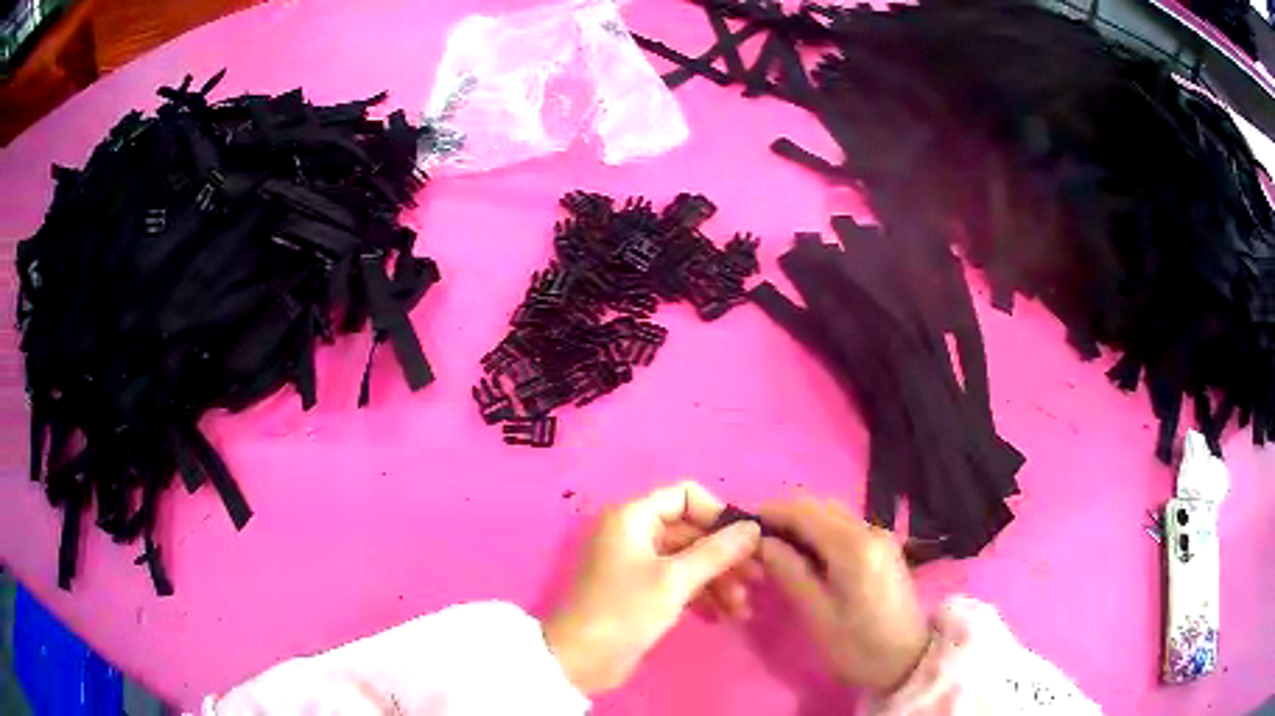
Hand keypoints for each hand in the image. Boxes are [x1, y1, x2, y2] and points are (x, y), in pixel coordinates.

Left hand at [543, 482, 761, 694]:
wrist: (581, 660)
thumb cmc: (625, 611)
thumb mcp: (675, 580)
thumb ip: (717, 552)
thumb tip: (753, 528)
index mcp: (633, 517)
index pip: (685, 496)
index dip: (718, 514)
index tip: (746, 542)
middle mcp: (635, 534)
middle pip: (691, 531)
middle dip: (725, 557)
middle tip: (757, 580)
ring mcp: (637, 564)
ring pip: (689, 560)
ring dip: (719, 581)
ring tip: (742, 609)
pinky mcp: (641, 592)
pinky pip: (679, 583)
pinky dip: (702, 596)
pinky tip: (722, 616)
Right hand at [759, 498, 929, 692]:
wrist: (909, 661)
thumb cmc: (858, 646)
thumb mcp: (818, 616)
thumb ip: (791, 573)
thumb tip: (762, 543)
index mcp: (853, 547)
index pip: (804, 511)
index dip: (770, 512)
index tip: (741, 527)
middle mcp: (869, 530)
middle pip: (819, 505)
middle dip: (784, 515)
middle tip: (755, 542)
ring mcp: (880, 536)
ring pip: (832, 513)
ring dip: (802, 523)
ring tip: (776, 550)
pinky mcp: (883, 547)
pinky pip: (845, 526)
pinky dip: (820, 531)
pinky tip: (806, 556)